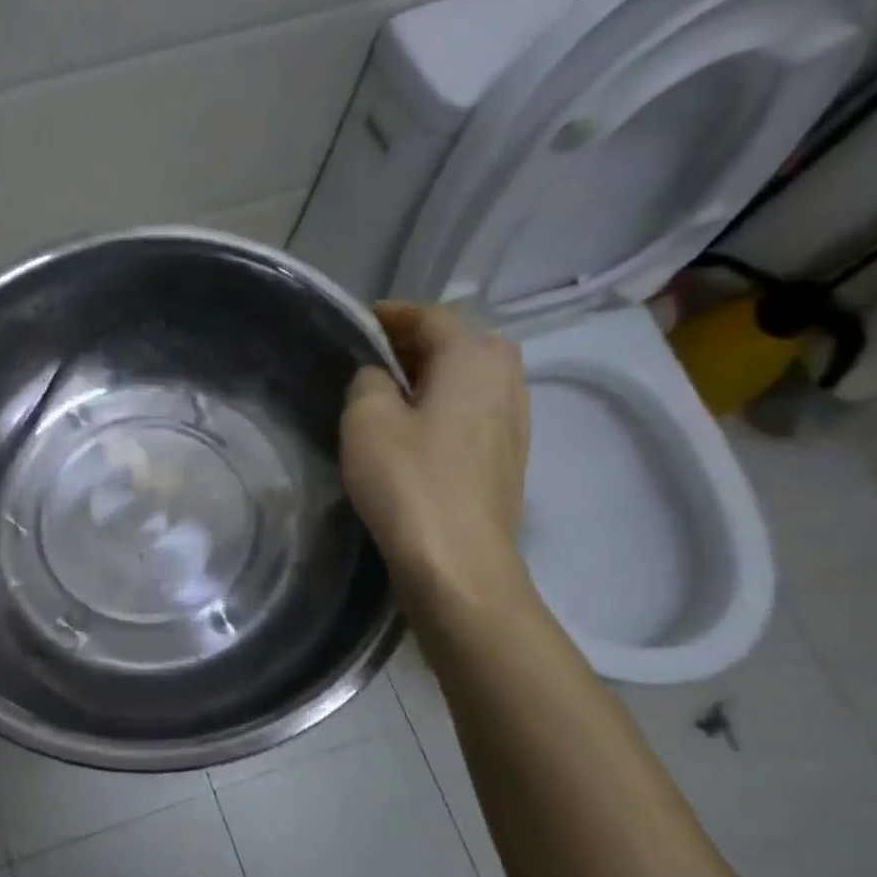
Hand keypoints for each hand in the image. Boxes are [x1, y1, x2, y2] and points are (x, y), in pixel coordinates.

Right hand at [341, 302, 531, 607]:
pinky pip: (476, 411)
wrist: (459, 562)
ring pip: (472, 378)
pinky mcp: (509, 457)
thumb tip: (380, 378)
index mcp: (474, 357)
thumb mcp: (367, 419)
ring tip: (393, 392)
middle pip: (462, 342)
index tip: (361, 321)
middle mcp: (506, 378)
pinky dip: (447, 405)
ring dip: (436, 375)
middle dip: (419, 342)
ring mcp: (515, 421)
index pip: (433, 316)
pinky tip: (419, 430)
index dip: (394, 314)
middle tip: (376, 357)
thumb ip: (368, 381)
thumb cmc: (409, 481)